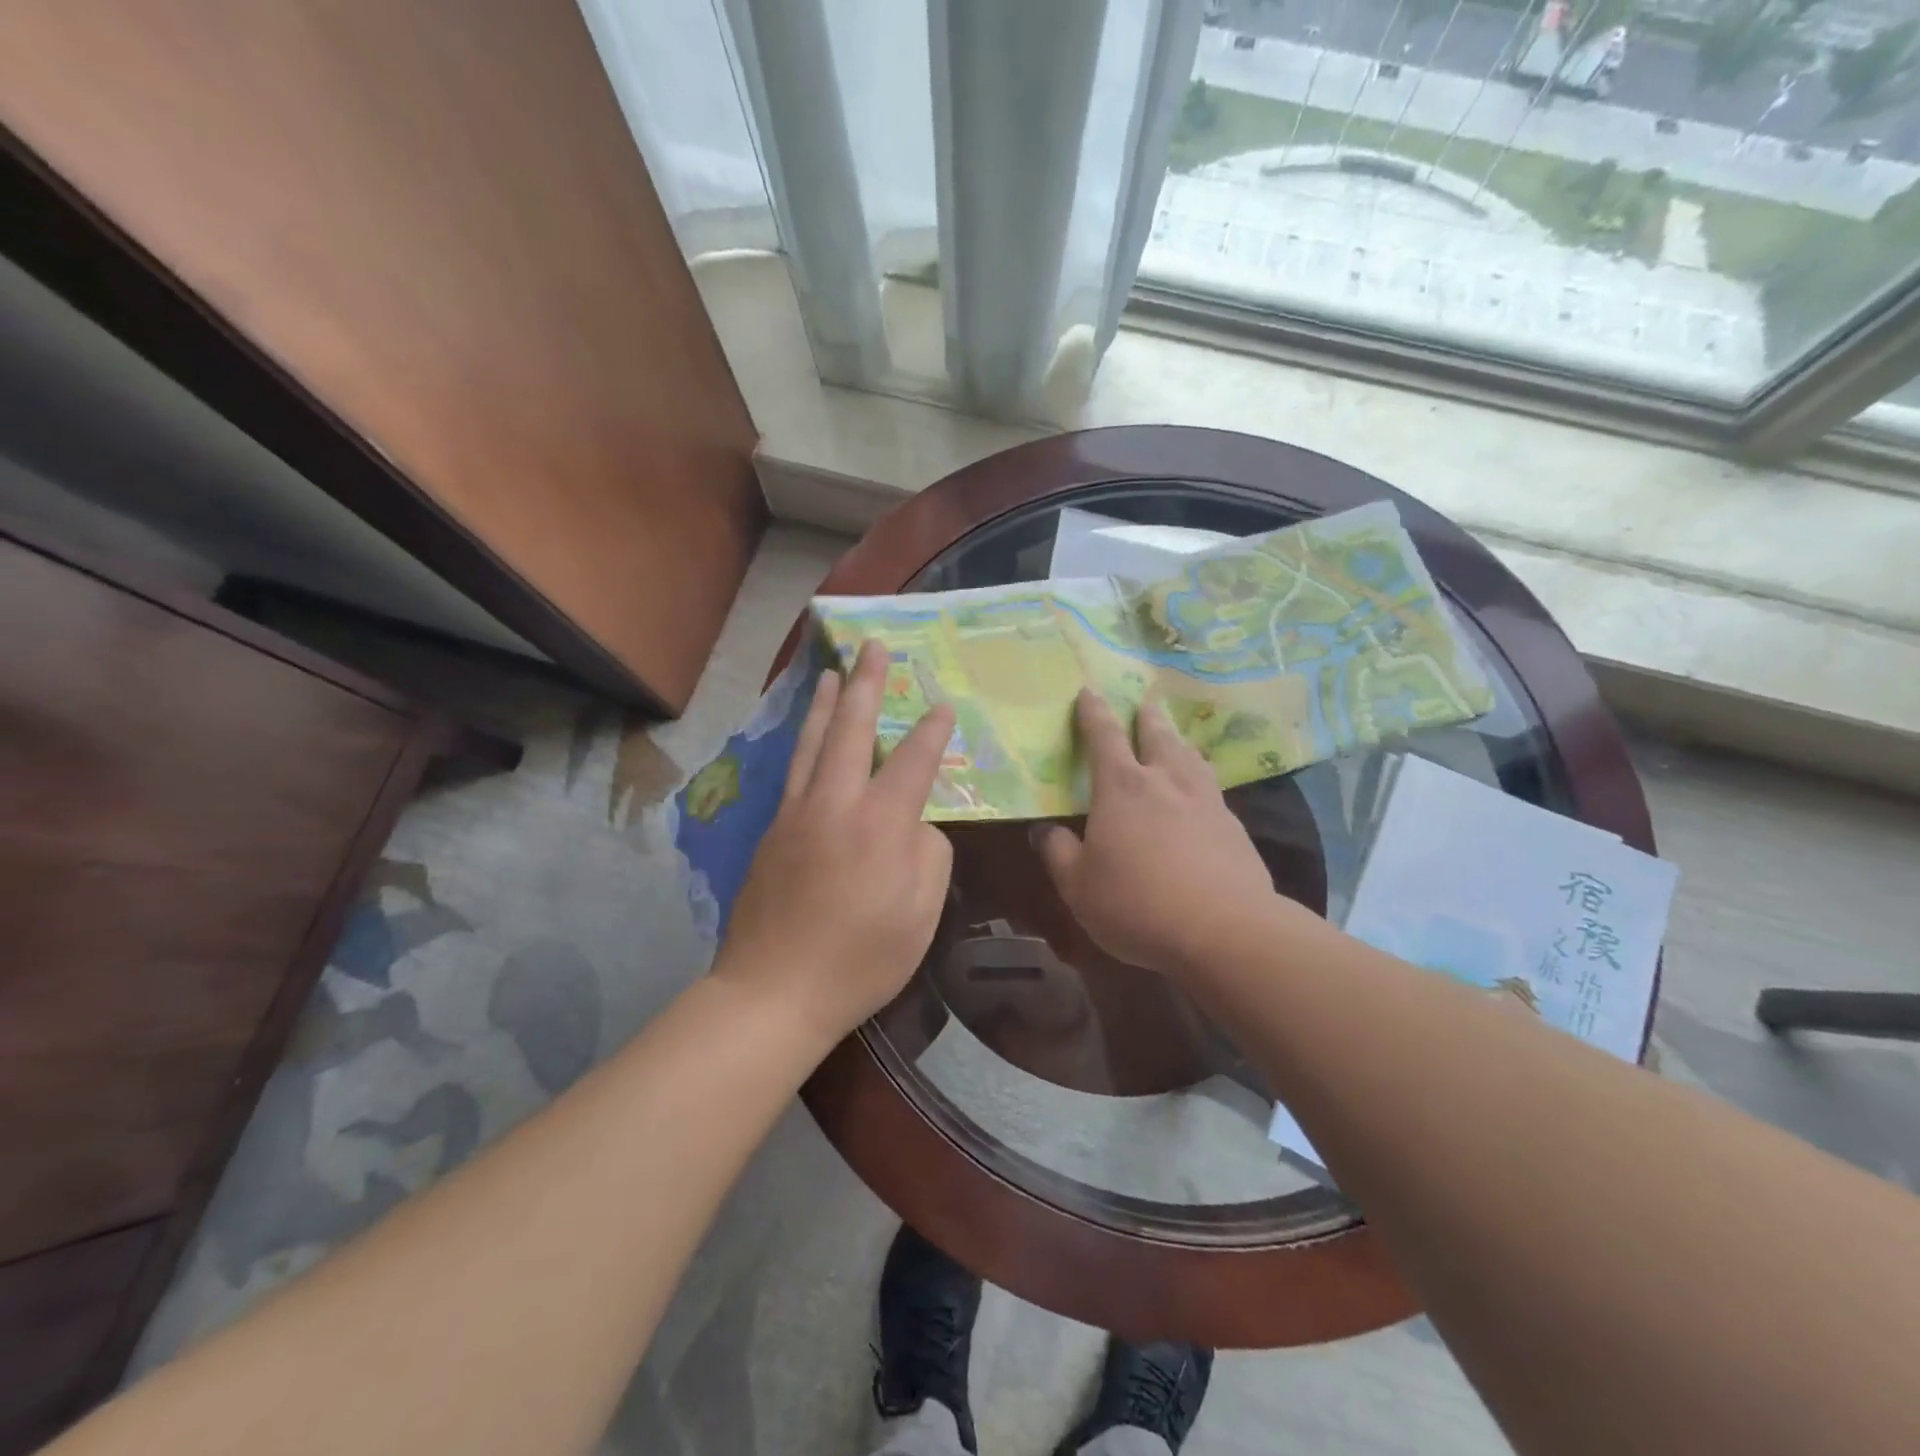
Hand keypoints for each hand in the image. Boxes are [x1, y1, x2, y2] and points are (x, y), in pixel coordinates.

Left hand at [716, 640, 955, 1043]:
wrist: (773, 991)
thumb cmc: (860, 959)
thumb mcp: (920, 914)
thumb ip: (929, 856)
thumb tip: (916, 824)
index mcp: (880, 824)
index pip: (913, 761)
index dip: (932, 731)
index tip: (943, 705)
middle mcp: (835, 804)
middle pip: (851, 730)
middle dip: (866, 684)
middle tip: (873, 647)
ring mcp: (796, 814)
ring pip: (811, 743)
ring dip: (825, 703)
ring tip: (831, 672)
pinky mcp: (771, 832)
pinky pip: (792, 771)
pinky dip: (803, 741)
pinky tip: (807, 736)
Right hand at [1036, 690, 1286, 978]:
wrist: (1225, 931)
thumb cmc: (1137, 904)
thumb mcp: (1078, 886)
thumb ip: (1058, 852)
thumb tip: (1045, 830)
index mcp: (1121, 787)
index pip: (1102, 737)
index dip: (1093, 712)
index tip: (1089, 691)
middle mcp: (1165, 781)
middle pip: (1156, 735)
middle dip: (1146, 718)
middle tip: (1144, 704)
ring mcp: (1205, 801)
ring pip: (1190, 757)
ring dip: (1178, 742)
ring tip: (1176, 739)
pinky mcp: (1234, 827)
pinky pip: (1212, 789)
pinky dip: (1201, 779)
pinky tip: (1203, 793)